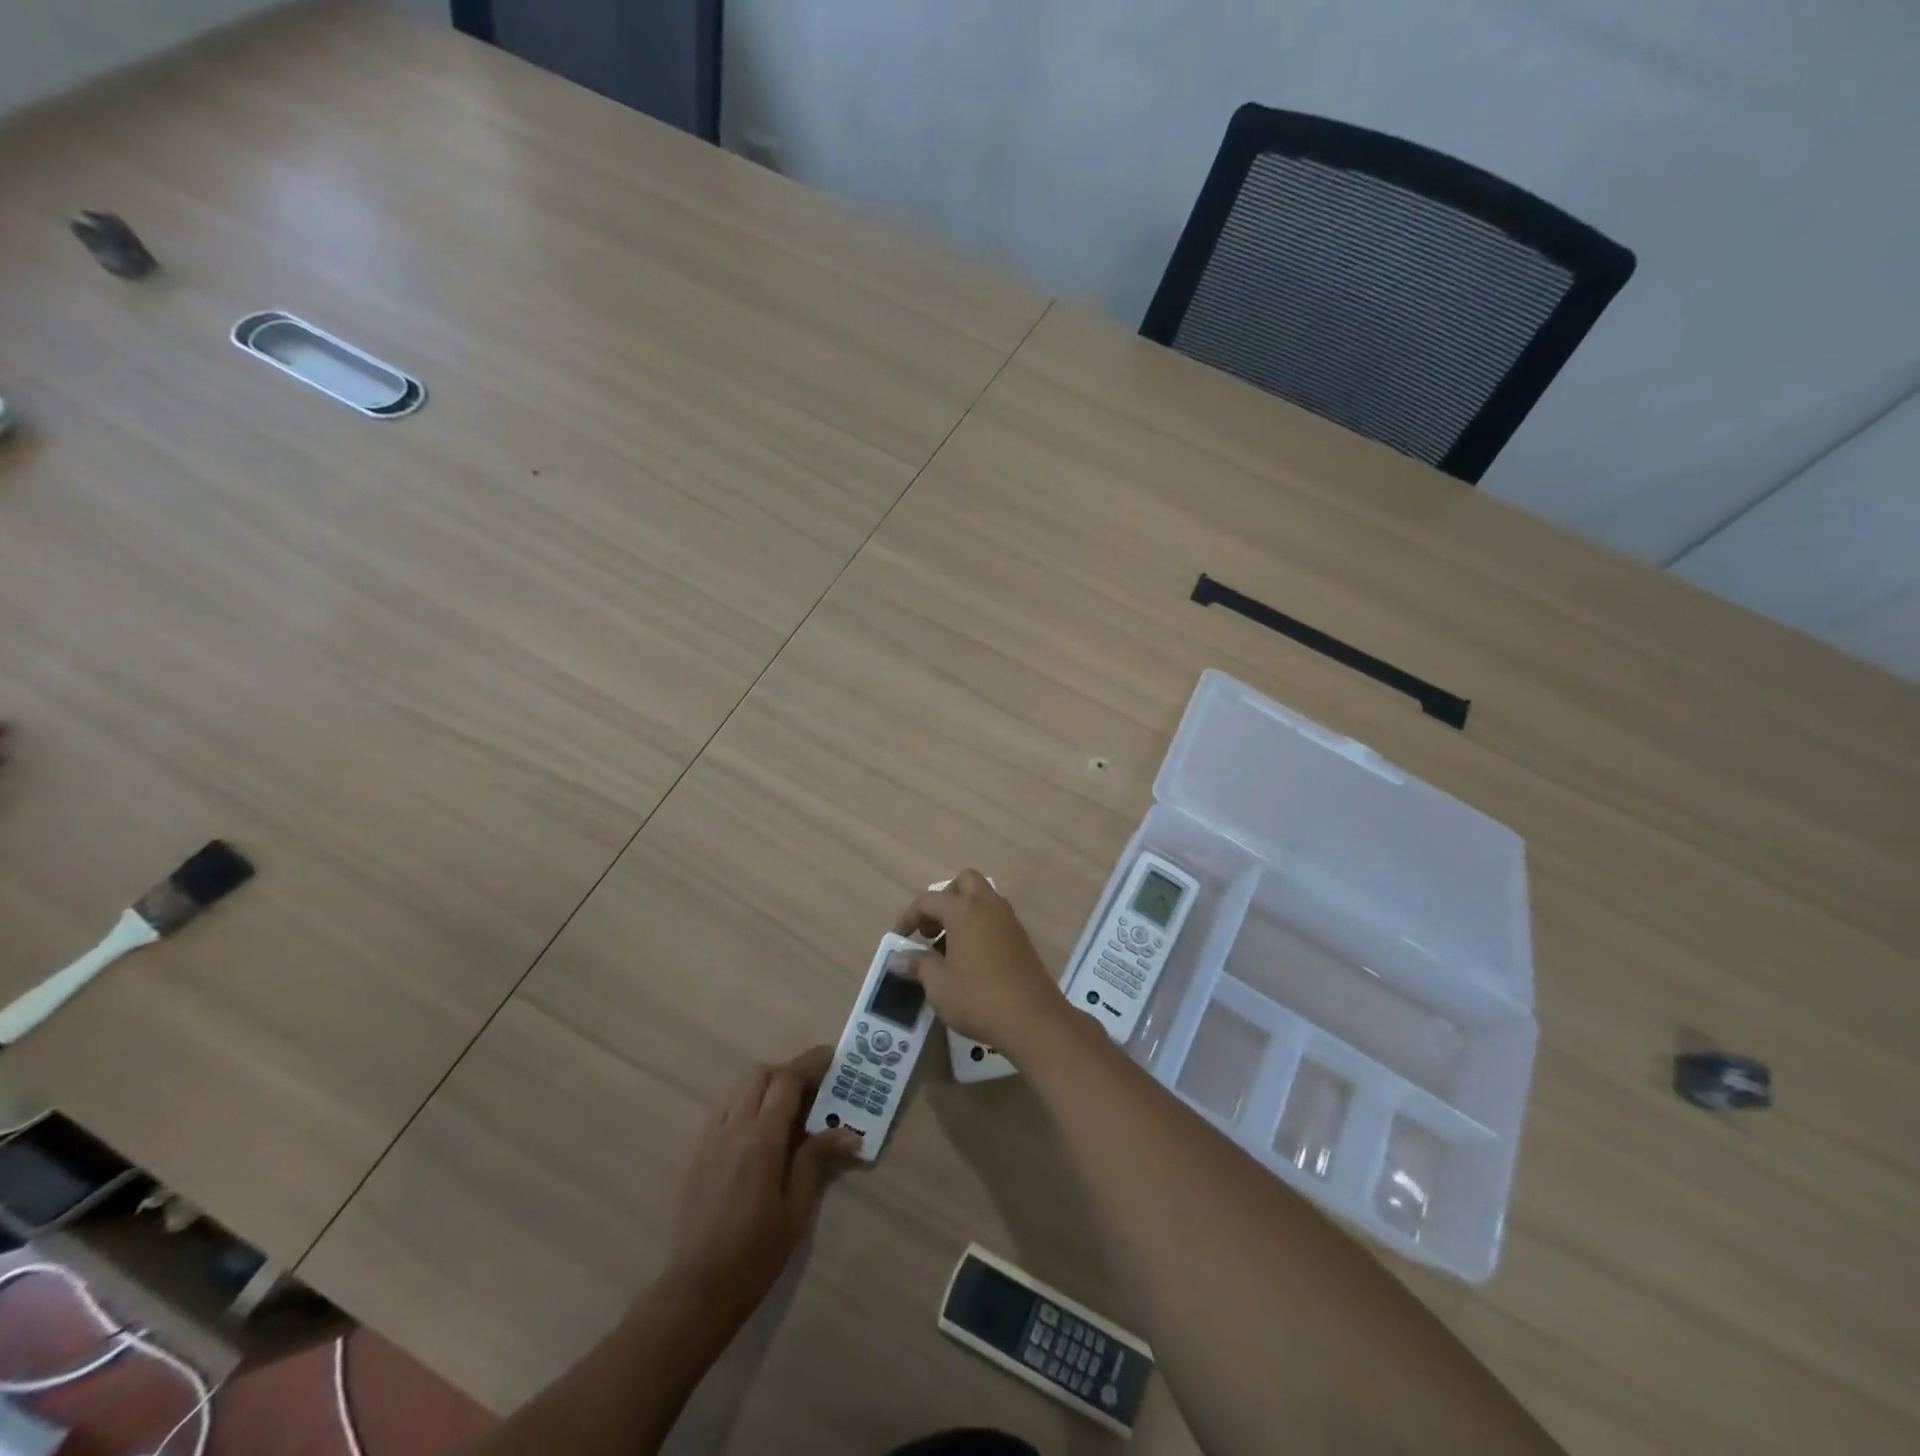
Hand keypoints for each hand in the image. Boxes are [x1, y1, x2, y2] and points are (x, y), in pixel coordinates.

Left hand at [665, 1046, 859, 1325]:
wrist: (697, 1290)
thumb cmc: (755, 1253)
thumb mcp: (796, 1210)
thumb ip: (817, 1162)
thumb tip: (850, 1133)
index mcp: (760, 1141)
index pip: (786, 1081)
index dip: (810, 1064)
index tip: (832, 1059)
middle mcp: (732, 1129)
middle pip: (760, 1075)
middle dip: (788, 1073)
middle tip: (813, 1091)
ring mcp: (710, 1140)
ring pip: (739, 1090)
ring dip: (765, 1087)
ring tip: (789, 1112)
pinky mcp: (697, 1154)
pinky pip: (724, 1111)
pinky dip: (746, 1106)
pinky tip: (760, 1136)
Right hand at [893, 870, 1073, 1058]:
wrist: (1033, 1019)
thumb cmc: (978, 998)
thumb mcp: (938, 985)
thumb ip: (917, 965)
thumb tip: (896, 959)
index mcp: (964, 910)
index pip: (928, 900)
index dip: (908, 917)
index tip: (898, 938)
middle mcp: (988, 906)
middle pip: (964, 883)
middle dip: (944, 900)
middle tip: (932, 930)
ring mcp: (1009, 920)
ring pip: (983, 900)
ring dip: (963, 914)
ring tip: (948, 949)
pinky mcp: (1022, 938)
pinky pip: (995, 919)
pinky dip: (980, 927)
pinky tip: (971, 960)